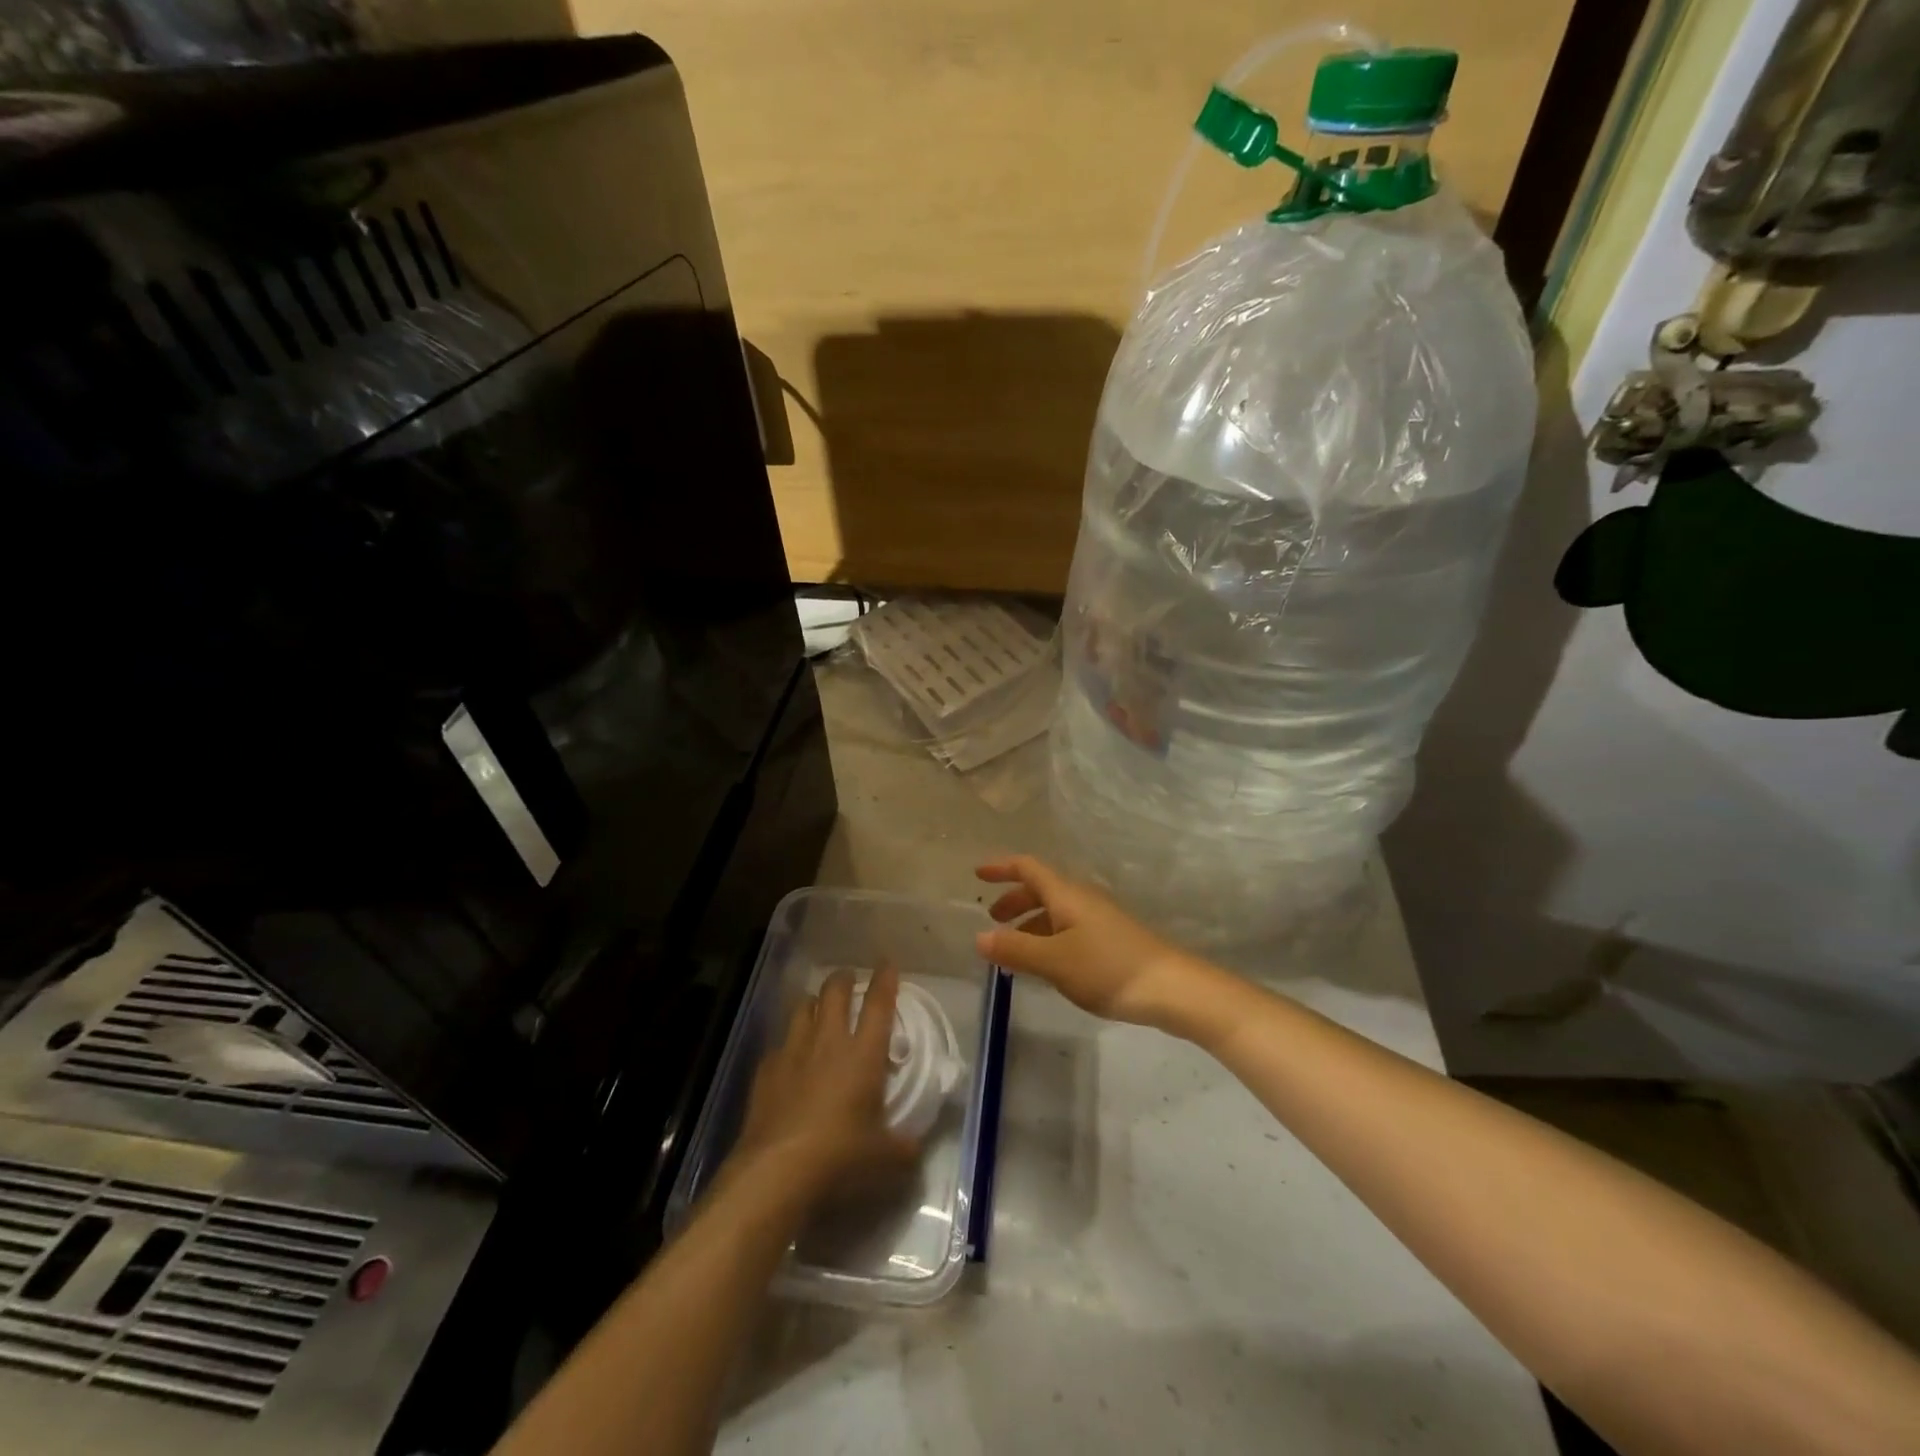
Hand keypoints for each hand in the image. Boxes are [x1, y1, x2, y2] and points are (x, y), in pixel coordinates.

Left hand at [727, 965, 917, 1205]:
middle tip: (849, 980)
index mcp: (863, 1054)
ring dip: (814, 1003)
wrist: (776, 1172)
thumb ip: (905, 1147)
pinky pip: (780, 1043)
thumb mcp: (884, 1159)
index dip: (884, 979)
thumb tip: (915, 1147)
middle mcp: (828, 1041)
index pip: (878, 1004)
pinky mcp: (765, 1070)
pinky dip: (789, 1043)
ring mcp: (792, 1052)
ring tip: (819, 1010)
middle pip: (834, 991)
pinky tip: (791, 1059)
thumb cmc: (840, 1157)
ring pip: (803, 1007)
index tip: (886, 963)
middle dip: (844, 979)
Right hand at [975, 856, 1207, 1029]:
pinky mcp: (1111, 941)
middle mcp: (1081, 899)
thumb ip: (1015, 949)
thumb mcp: (1054, 961)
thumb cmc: (1108, 968)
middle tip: (992, 922)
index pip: (1028, 868)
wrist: (1172, 988)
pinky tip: (1047, 966)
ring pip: (1055, 912)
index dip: (1002, 867)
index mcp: (1066, 895)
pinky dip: (1048, 939)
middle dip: (1014, 900)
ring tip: (1013, 951)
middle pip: (1041, 889)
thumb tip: (978, 937)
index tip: (977, 874)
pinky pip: (1069, 930)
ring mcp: (1099, 920)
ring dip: (1030, 924)